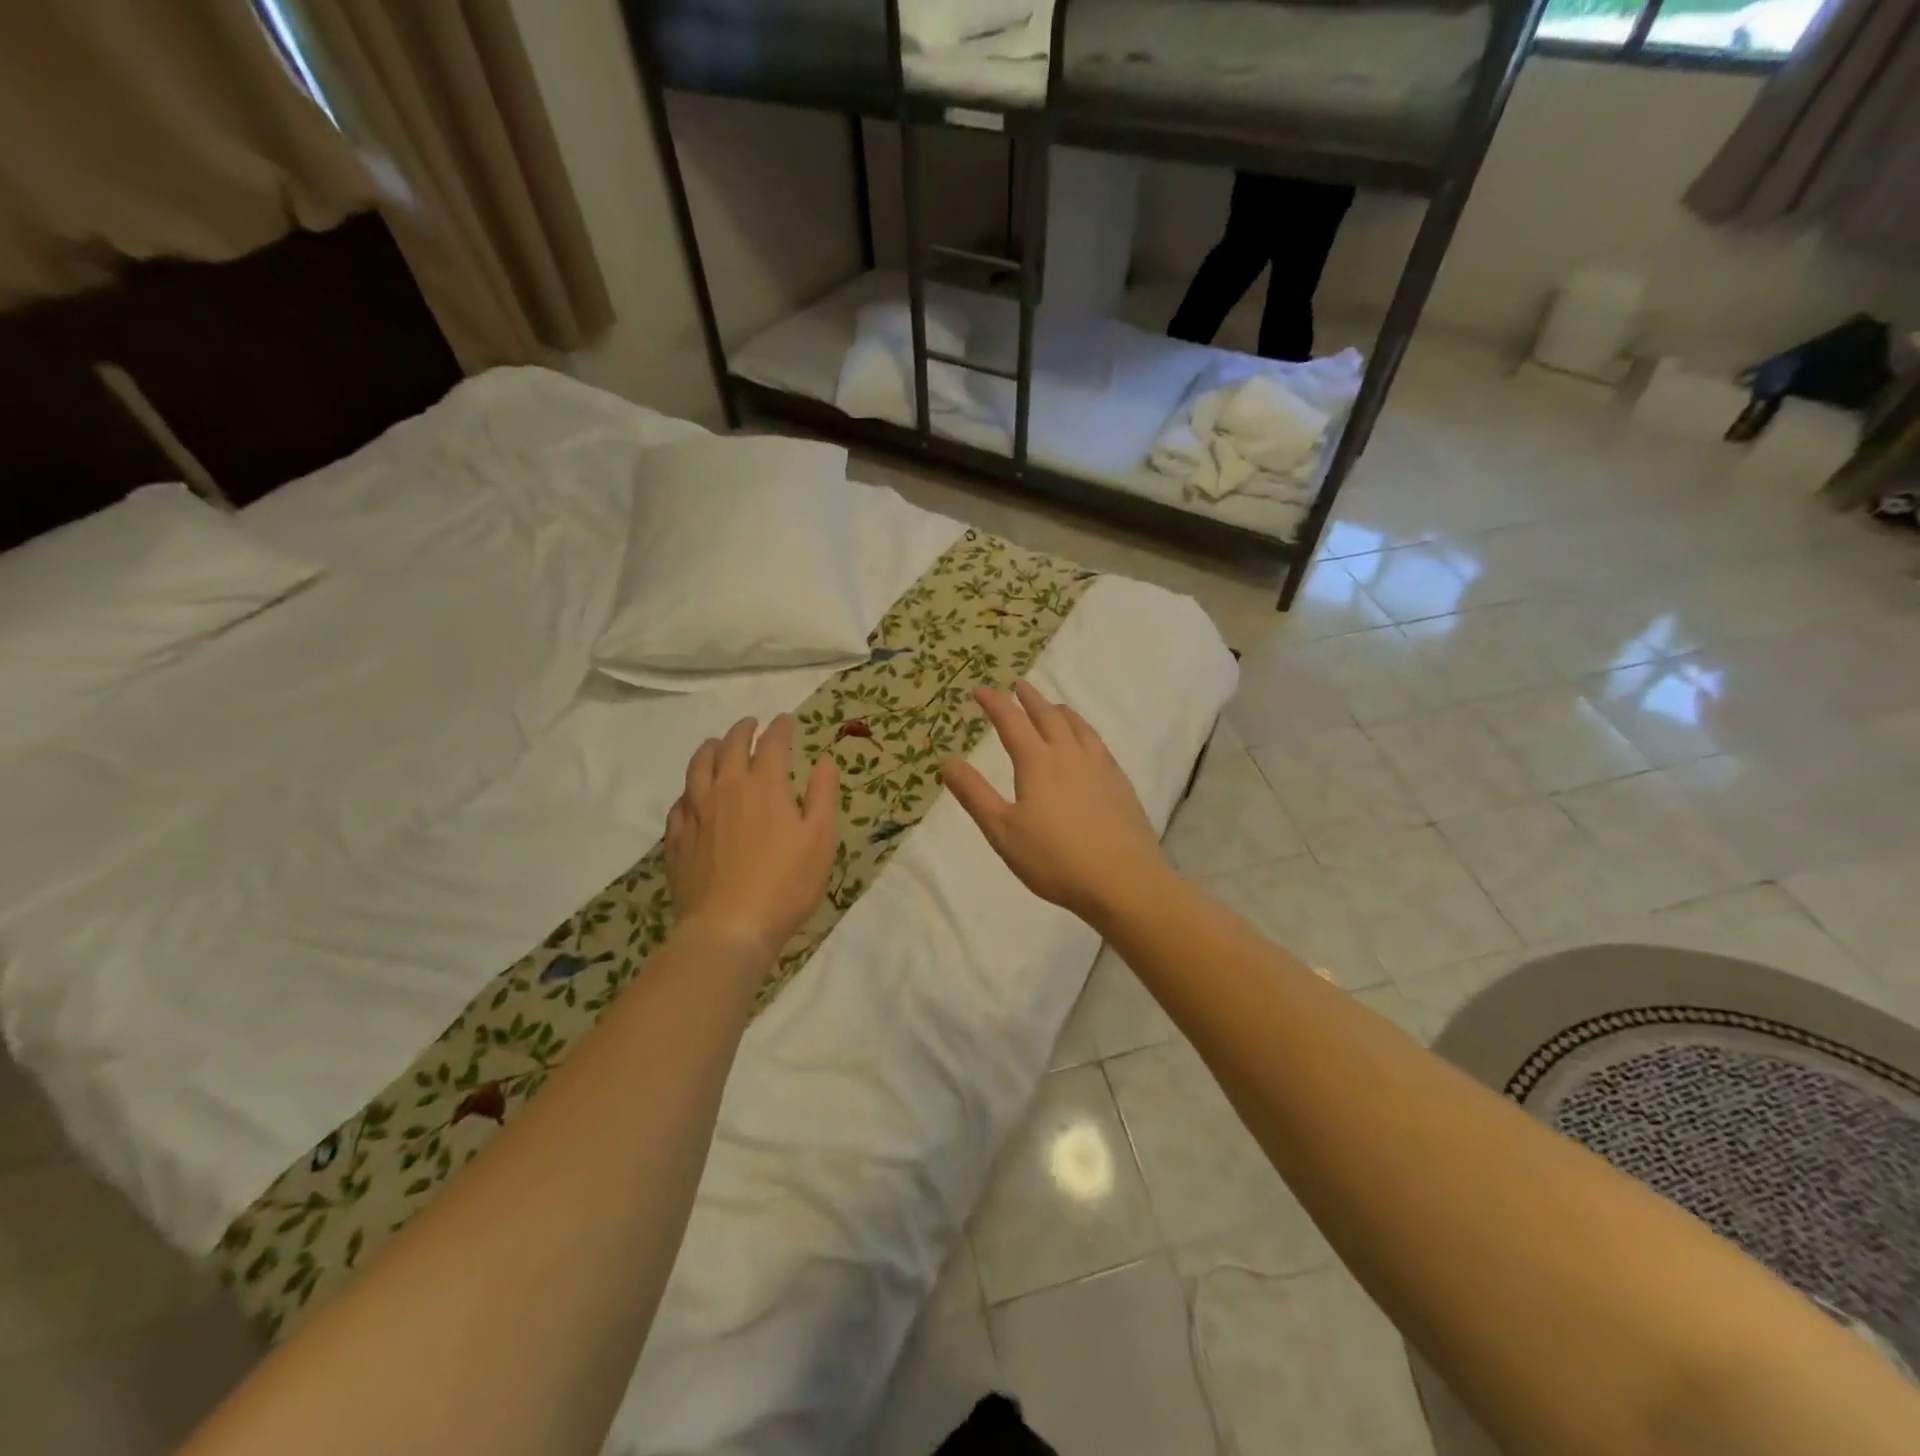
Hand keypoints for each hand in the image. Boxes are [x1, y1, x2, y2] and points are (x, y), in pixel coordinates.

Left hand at [666, 715, 839, 963]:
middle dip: (743, 731)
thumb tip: (823, 760)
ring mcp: (697, 813)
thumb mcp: (820, 838)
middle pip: (730, 747)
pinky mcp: (678, 839)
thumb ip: (823, 794)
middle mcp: (726, 788)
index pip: (772, 744)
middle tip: (751, 724)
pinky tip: (691, 795)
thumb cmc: (786, 883)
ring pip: (697, 768)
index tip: (786, 721)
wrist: (729, 928)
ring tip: (715, 744)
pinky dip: (689, 789)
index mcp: (764, 785)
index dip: (780, 728)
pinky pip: (680, 802)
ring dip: (709, 749)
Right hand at [942, 682, 1169, 926]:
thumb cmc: (1055, 859)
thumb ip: (974, 794)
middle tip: (1018, 686)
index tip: (979, 690)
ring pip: (1078, 725)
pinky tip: (1086, 744)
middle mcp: (1070, 754)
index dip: (993, 703)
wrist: (1123, 880)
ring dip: (1059, 710)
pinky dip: (1083, 730)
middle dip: (1029, 699)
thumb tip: (948, 761)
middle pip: (1048, 715)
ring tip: (1052, 707)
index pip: (1011, 721)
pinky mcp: (1119, 782)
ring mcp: (1100, 766)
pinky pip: (1097, 742)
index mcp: (1038, 762)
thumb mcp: (1003, 831)